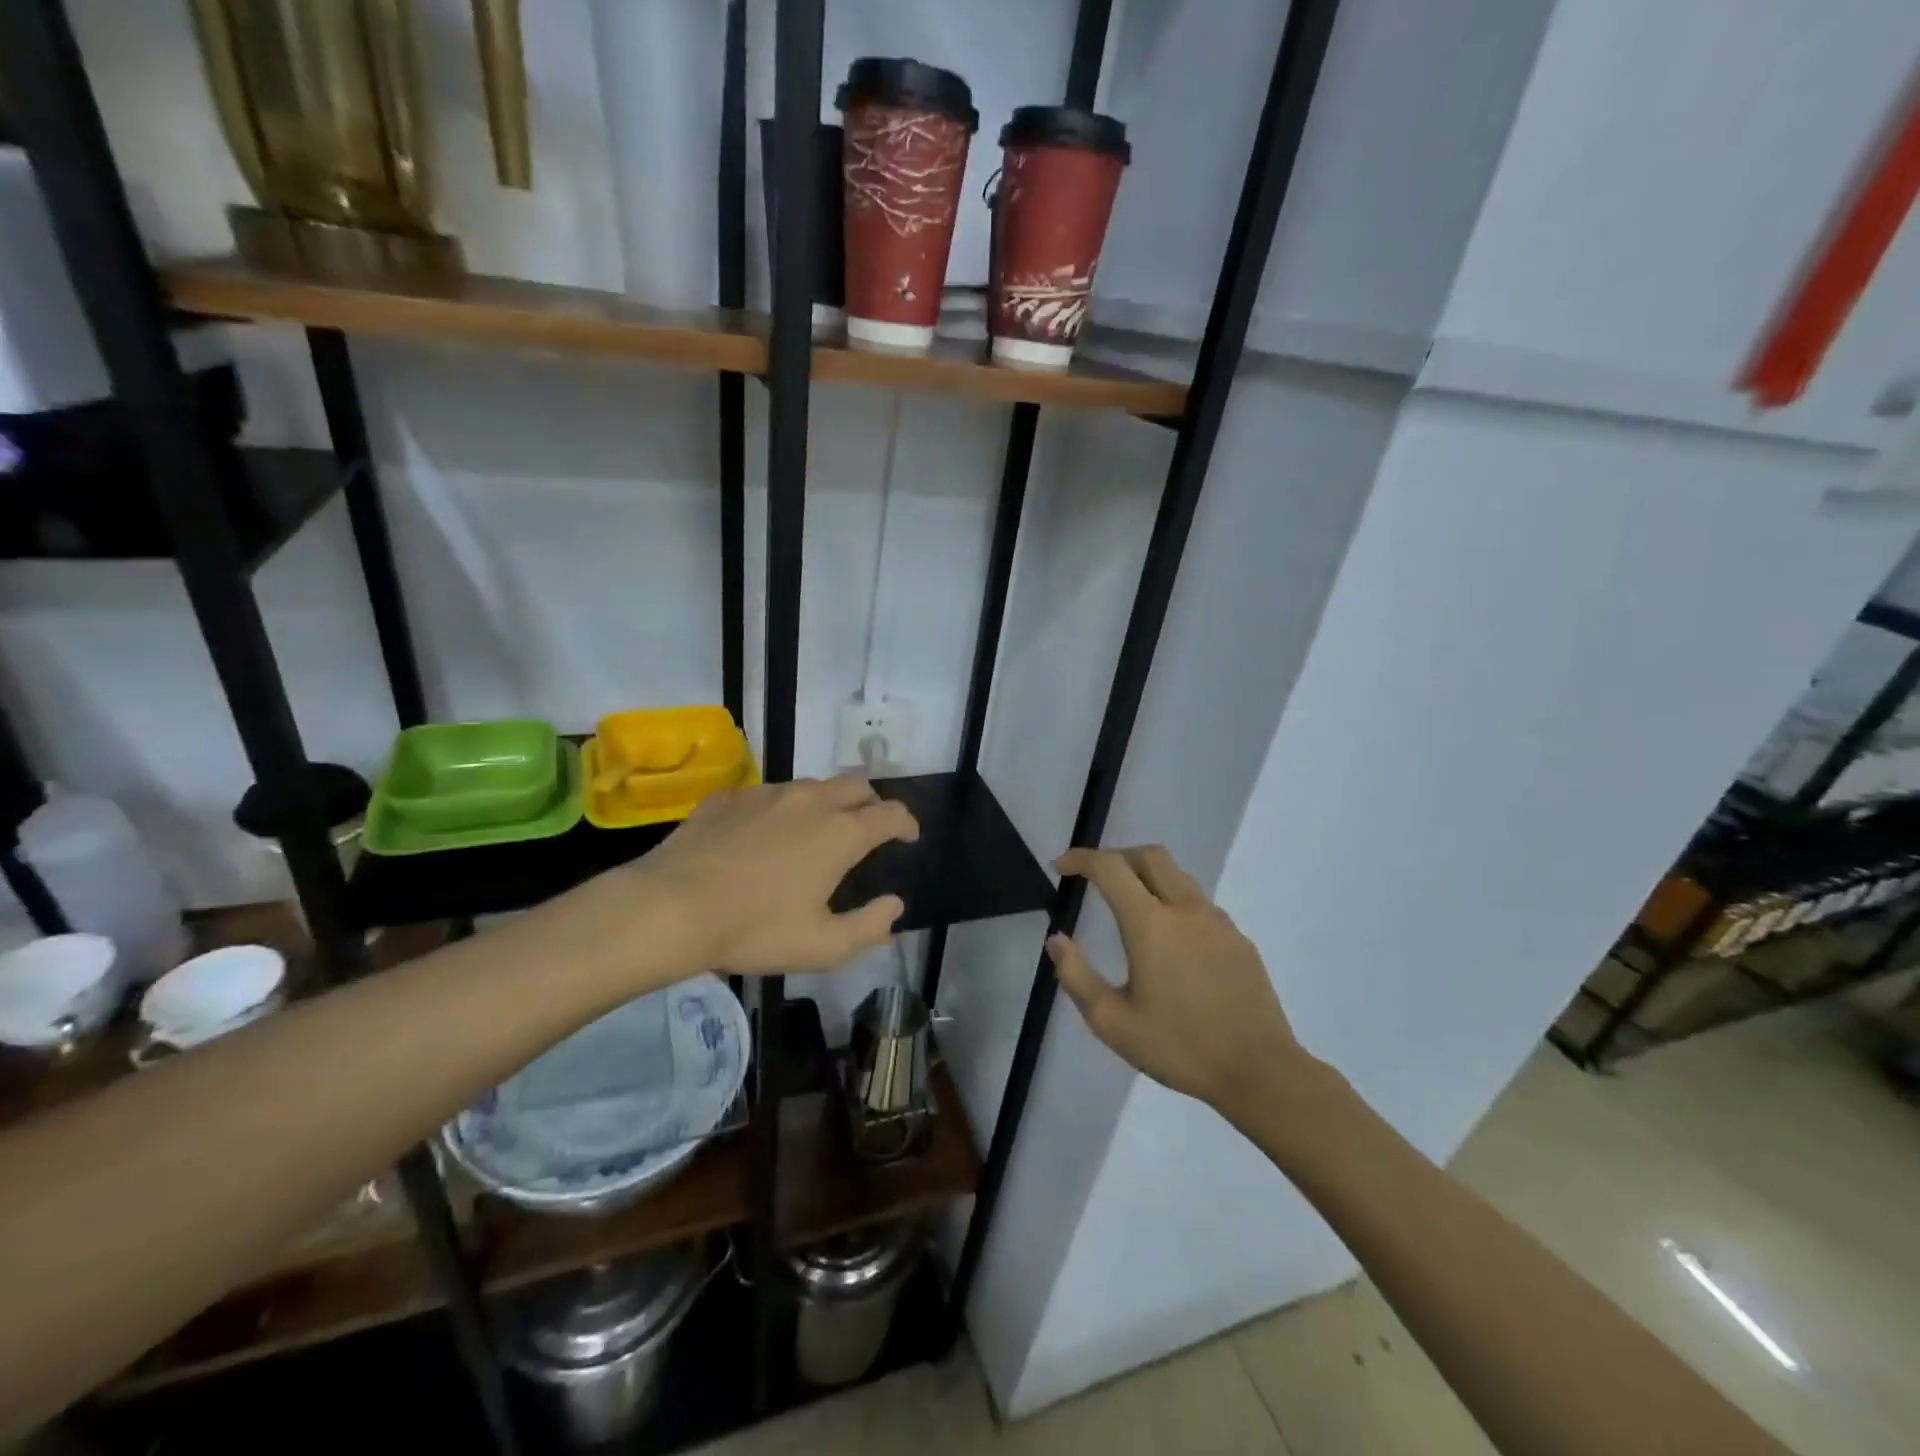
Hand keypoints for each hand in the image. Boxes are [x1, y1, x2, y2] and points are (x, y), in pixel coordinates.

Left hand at [638, 772, 918, 973]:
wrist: (672, 907)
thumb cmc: (755, 929)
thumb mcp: (823, 946)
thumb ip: (869, 927)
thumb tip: (894, 906)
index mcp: (841, 832)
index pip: (891, 813)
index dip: (906, 823)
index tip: (908, 837)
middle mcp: (811, 800)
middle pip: (857, 784)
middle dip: (872, 802)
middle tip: (867, 829)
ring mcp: (768, 793)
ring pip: (813, 786)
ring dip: (827, 803)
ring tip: (815, 833)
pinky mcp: (731, 796)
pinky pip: (769, 794)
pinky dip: (781, 810)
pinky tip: (763, 837)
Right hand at [1049, 845, 1313, 1117]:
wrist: (1260, 1071)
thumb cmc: (1179, 1047)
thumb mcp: (1112, 1022)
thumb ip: (1076, 976)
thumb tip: (1056, 940)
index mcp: (1151, 924)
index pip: (1110, 868)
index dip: (1081, 859)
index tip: (1061, 866)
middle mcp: (1186, 909)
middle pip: (1150, 855)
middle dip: (1116, 856)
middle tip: (1093, 876)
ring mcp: (1218, 921)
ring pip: (1178, 875)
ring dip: (1146, 875)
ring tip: (1128, 904)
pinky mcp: (1239, 939)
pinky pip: (1199, 902)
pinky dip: (1173, 900)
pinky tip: (1169, 940)